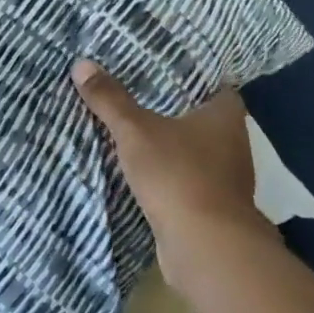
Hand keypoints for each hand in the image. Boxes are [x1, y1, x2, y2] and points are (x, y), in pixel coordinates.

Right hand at [72, 60, 275, 286]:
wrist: (206, 249)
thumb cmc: (178, 175)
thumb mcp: (135, 131)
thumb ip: (110, 99)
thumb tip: (81, 63)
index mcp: (225, 116)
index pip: (213, 82)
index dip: (189, 73)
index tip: (160, 64)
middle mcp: (232, 143)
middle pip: (201, 116)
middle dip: (172, 106)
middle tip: (135, 88)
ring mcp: (224, 178)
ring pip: (192, 149)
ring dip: (168, 142)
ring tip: (131, 124)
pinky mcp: (211, 206)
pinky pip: (185, 177)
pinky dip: (166, 171)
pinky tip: (139, 166)